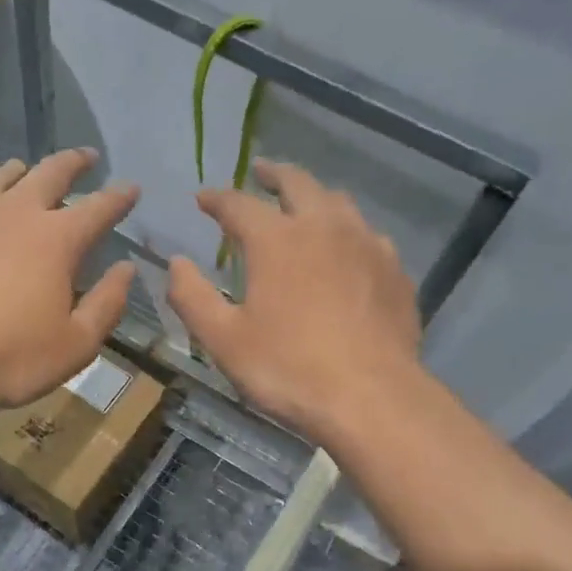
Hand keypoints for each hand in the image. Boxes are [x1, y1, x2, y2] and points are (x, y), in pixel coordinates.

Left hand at [0, 150, 138, 409]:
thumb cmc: (9, 357)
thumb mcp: (76, 344)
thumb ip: (107, 304)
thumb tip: (125, 270)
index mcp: (57, 239)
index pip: (99, 207)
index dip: (119, 197)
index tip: (132, 188)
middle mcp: (16, 213)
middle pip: (51, 172)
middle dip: (75, 163)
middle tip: (87, 157)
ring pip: (2, 176)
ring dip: (25, 170)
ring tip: (29, 170)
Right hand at [168, 160, 420, 441]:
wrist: (372, 398)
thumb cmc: (288, 369)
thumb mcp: (224, 340)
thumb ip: (192, 297)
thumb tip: (176, 263)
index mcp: (276, 240)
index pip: (238, 204)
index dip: (216, 198)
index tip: (203, 198)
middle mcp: (324, 227)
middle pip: (298, 183)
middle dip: (273, 174)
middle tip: (260, 172)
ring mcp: (367, 245)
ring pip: (339, 202)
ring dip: (314, 196)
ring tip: (303, 205)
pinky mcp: (395, 270)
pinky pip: (368, 235)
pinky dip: (348, 232)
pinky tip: (346, 251)